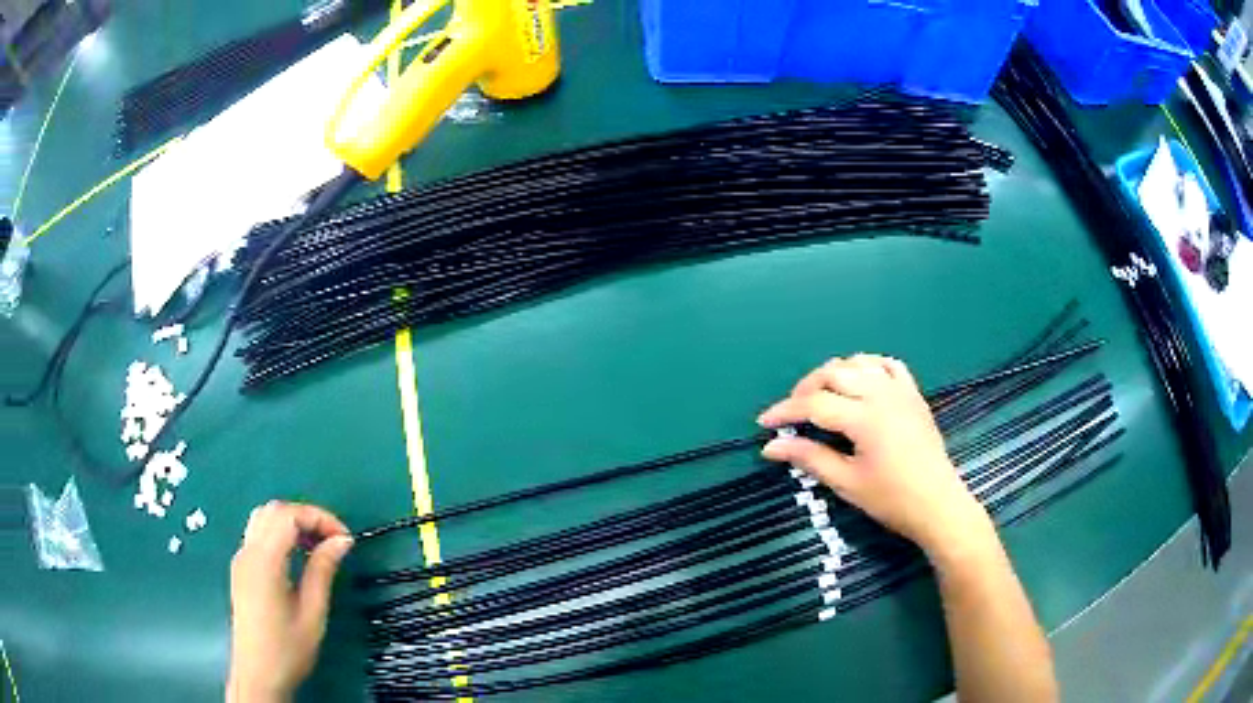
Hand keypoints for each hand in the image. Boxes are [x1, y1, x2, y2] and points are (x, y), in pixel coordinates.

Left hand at [227, 501, 353, 702]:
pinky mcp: (241, 569)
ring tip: (317, 546)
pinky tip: (297, 557)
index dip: (319, 517)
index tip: (345, 538)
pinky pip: (258, 535)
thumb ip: (323, 571)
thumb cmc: (288, 649)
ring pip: (263, 519)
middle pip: (273, 510)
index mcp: (264, 561)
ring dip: (291, 523)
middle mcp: (247, 551)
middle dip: (306, 516)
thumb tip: (342, 540)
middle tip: (333, 539)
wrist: (257, 673)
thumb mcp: (313, 613)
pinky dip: (280, 534)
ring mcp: (241, 559)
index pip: (288, 516)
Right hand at [757, 355, 990, 557]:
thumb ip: (809, 458)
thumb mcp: (846, 483)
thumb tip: (771, 448)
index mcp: (864, 417)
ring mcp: (900, 390)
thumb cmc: (891, 499)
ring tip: (821, 395)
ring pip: (858, 362)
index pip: (814, 404)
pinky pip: (888, 364)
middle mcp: (881, 393)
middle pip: (833, 373)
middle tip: (791, 412)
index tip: (764, 424)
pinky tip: (860, 380)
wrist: (937, 504)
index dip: (785, 411)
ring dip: (834, 373)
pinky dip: (867, 366)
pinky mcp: (913, 393)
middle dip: (805, 388)